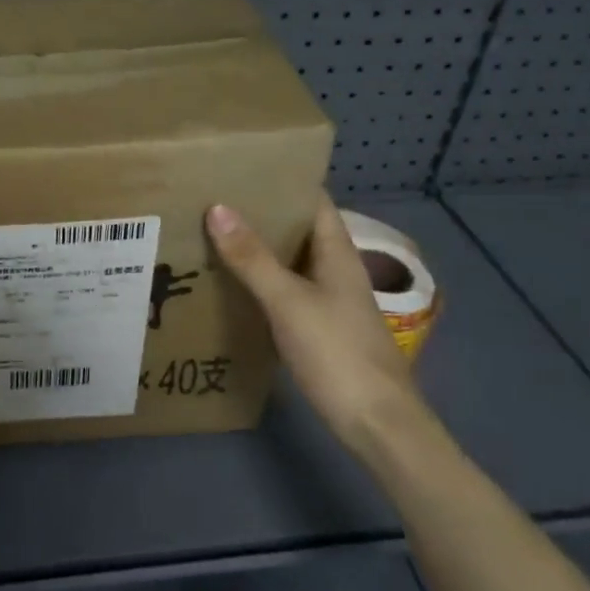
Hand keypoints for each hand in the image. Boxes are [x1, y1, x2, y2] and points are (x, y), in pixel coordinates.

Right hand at [205, 197, 425, 453]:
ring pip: (289, 261)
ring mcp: (329, 300)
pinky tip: (230, 283)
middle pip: (298, 229)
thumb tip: (217, 207)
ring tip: (212, 232)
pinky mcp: (319, 328)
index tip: (241, 166)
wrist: (377, 425)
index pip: (313, 200)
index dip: (283, 179)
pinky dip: (260, 281)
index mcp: (337, 252)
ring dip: (258, 247)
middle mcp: (335, 269)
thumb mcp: (288, 301)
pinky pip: (285, 291)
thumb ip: (252, 257)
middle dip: (261, 212)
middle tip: (213, 197)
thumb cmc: (337, 353)